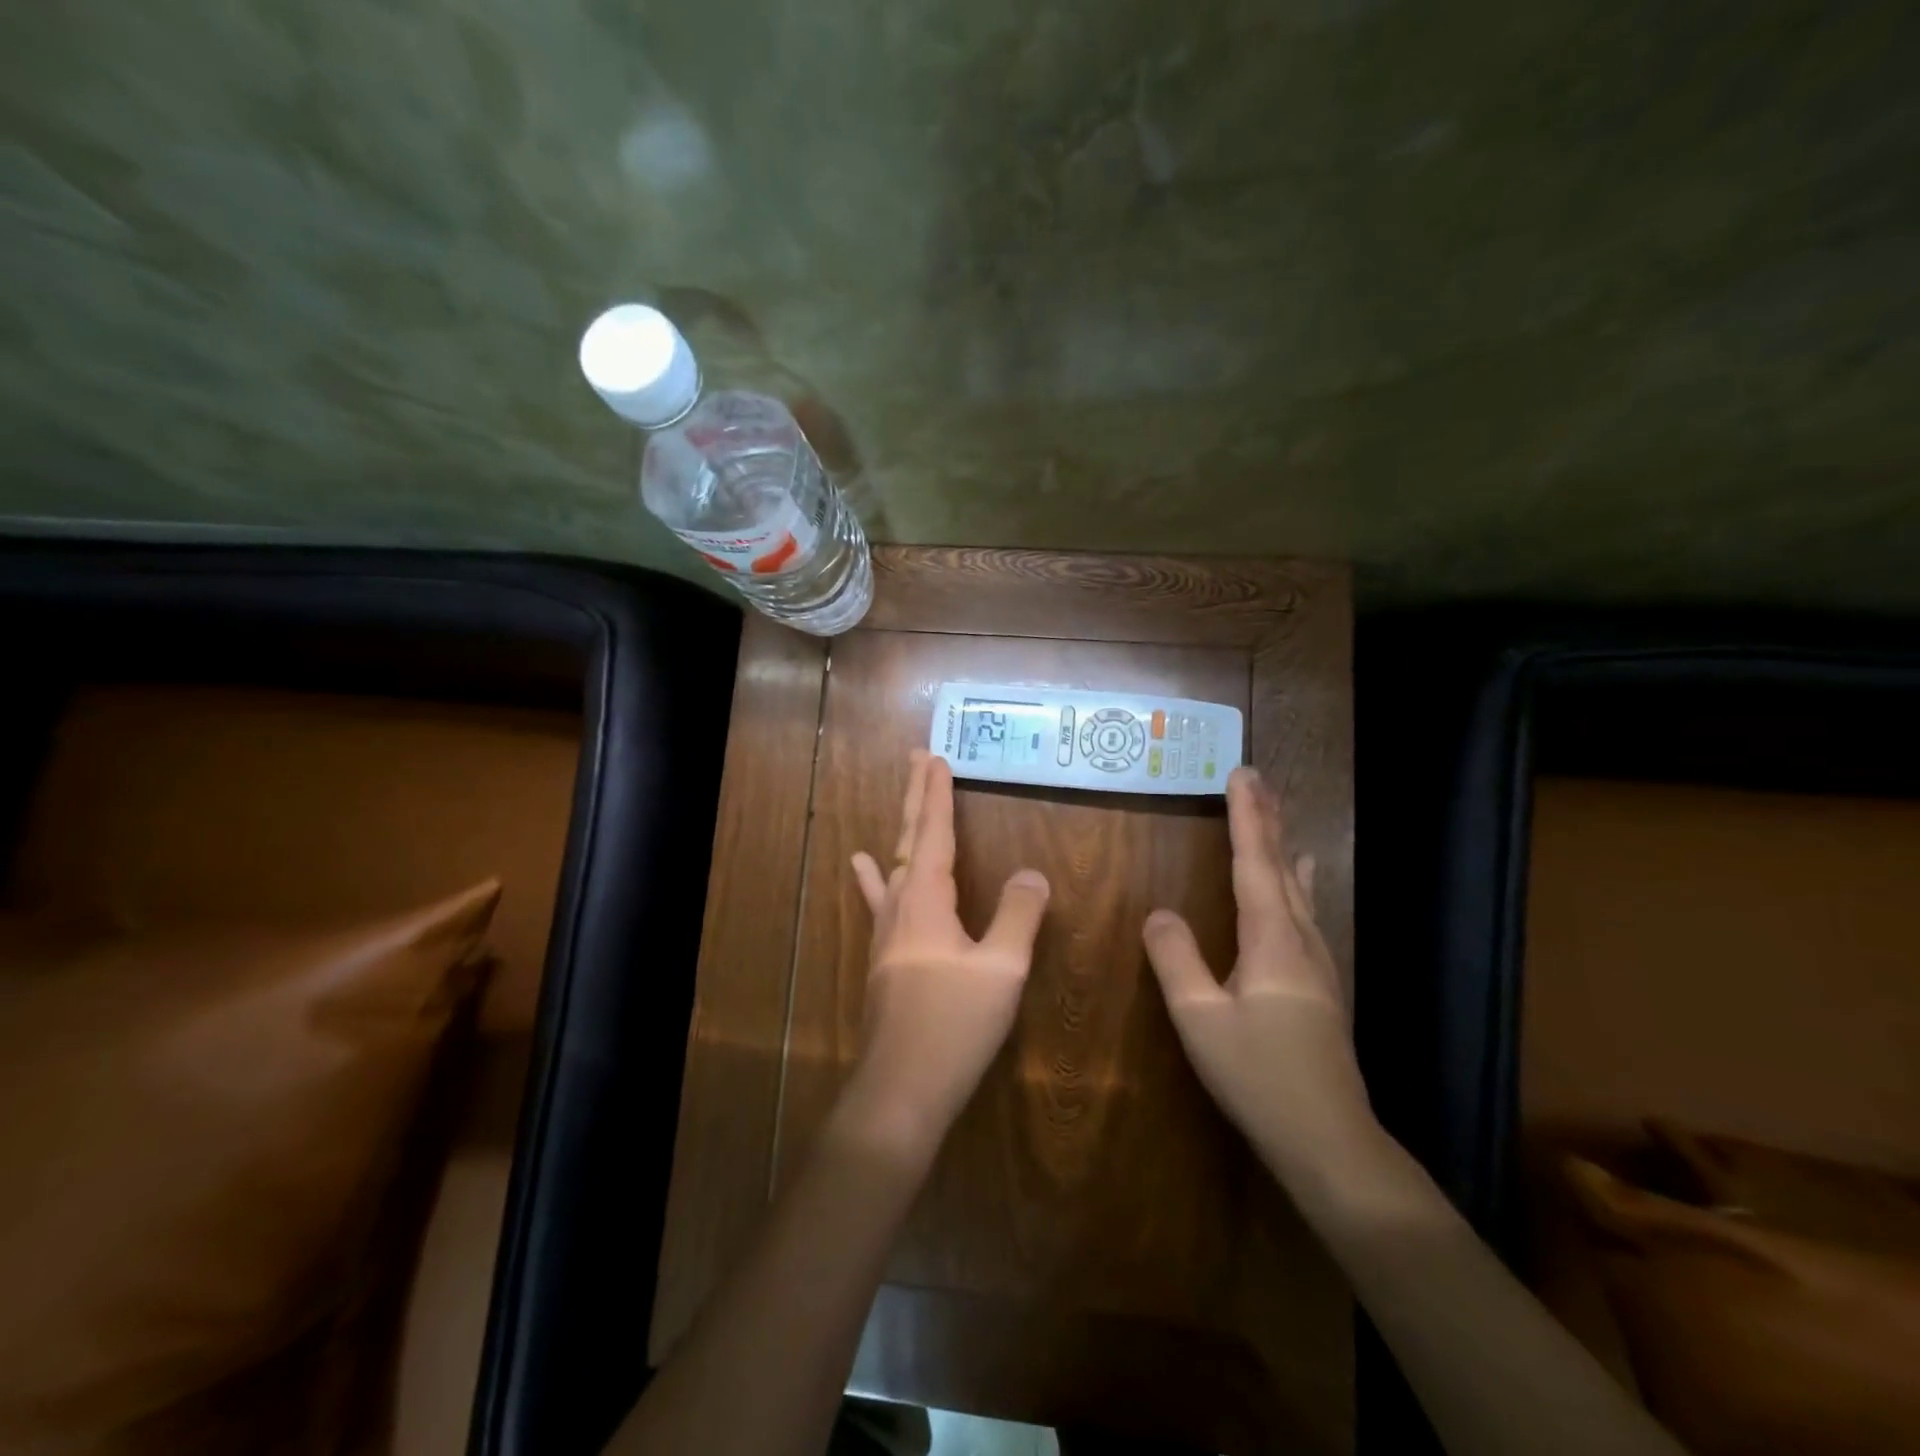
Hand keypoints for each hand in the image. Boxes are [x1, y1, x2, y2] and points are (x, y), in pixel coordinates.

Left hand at [847, 751, 1050, 1152]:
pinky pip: (881, 899)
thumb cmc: (954, 1024)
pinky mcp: (885, 955)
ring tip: (904, 797)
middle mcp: (900, 905)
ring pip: (895, 864)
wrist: (902, 1087)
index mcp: (926, 900)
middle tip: (918, 757)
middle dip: (916, 796)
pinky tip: (861, 864)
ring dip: (903, 827)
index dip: (937, 796)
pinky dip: (874, 875)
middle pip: (909, 839)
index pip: (933, 834)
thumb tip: (1032, 872)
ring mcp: (887, 931)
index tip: (936, 758)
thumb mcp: (1002, 968)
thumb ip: (1019, 915)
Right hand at [1143, 766, 1374, 1181]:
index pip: (1255, 864)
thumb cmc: (1259, 1076)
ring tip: (1278, 819)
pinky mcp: (1319, 986)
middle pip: (1283, 868)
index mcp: (1272, 941)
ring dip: (1283, 848)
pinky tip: (1301, 889)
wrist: (1330, 1141)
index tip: (1241, 774)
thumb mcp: (1199, 1019)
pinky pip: (1304, 914)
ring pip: (1298, 890)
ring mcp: (1317, 964)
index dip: (1247, 817)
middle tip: (1258, 781)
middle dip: (1268, 822)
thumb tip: (1159, 912)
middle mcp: (1301, 941)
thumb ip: (1176, 960)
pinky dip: (1295, 883)